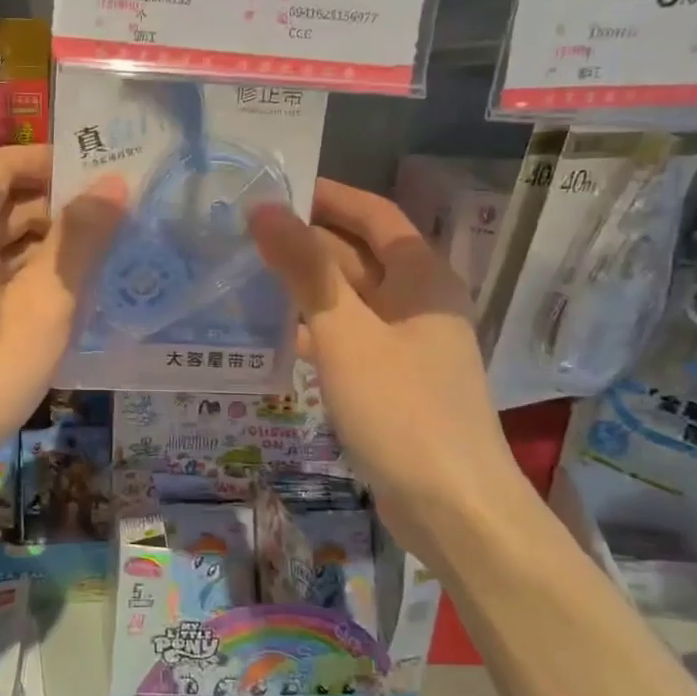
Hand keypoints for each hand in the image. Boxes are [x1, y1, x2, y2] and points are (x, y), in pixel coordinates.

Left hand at [0, 144, 126, 473]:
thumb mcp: (45, 300)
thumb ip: (80, 239)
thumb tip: (113, 181)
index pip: (3, 164)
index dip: (48, 161)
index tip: (97, 175)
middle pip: (6, 204)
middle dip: (60, 205)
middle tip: (119, 219)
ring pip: (6, 247)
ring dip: (52, 246)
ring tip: (108, 260)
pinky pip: (1, 283)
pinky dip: (36, 281)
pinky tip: (72, 305)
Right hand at [248, 179, 518, 508]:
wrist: (451, 507)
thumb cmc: (401, 408)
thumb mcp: (345, 332)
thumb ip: (304, 268)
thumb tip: (263, 208)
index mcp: (421, 277)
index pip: (374, 215)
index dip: (328, 196)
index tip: (276, 188)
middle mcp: (419, 303)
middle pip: (359, 257)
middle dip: (307, 243)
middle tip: (244, 234)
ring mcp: (408, 345)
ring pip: (350, 301)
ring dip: (306, 288)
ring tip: (246, 277)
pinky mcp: (394, 382)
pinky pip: (350, 340)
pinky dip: (317, 331)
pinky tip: (277, 336)